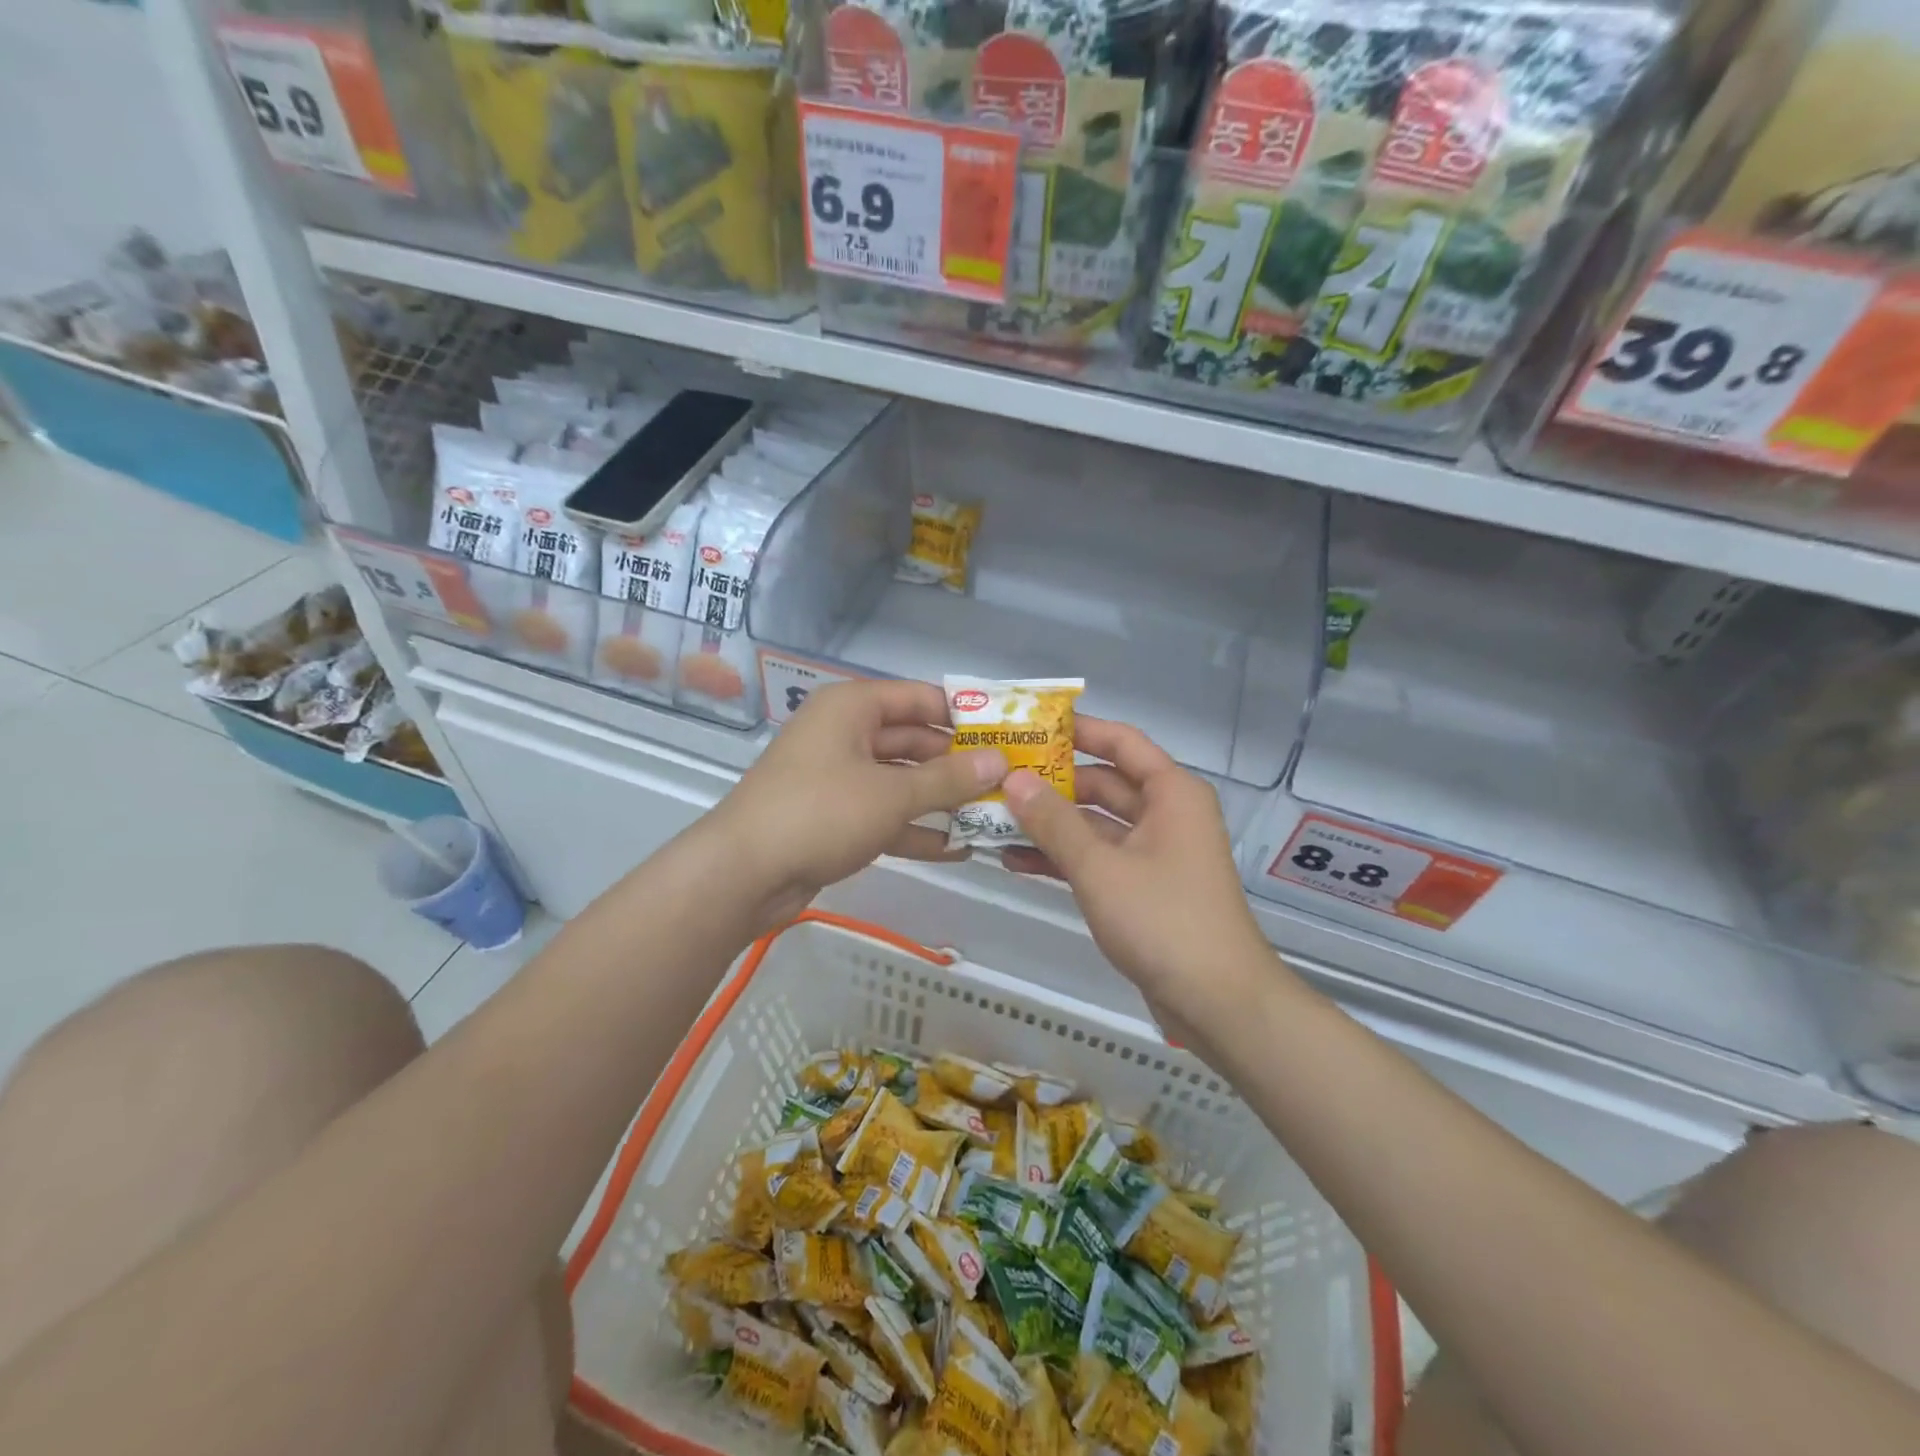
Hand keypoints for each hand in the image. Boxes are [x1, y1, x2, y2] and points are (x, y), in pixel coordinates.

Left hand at [712, 679, 1007, 927]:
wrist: (743, 874)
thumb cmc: (820, 813)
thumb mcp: (892, 794)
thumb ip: (949, 779)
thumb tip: (1000, 761)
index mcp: (852, 708)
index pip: (920, 698)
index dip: (964, 713)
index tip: (1008, 731)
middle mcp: (845, 734)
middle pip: (913, 741)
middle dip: (958, 764)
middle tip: (1008, 781)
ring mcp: (838, 778)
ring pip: (901, 781)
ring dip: (942, 800)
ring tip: (993, 816)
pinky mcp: (835, 817)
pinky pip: (884, 814)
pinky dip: (915, 829)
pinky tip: (958, 849)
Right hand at [1000, 718, 1271, 1033]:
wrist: (1217, 1002)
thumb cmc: (1163, 919)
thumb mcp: (1100, 867)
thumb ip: (1054, 821)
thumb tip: (1014, 779)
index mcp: (1170, 793)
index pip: (1121, 742)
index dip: (1078, 730)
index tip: (1029, 726)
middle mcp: (1166, 814)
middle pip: (1104, 783)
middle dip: (1053, 783)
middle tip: (998, 778)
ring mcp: (1155, 853)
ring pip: (1096, 824)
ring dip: (1052, 824)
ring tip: (995, 821)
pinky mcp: (1143, 888)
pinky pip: (1098, 859)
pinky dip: (1064, 858)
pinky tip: (1017, 862)